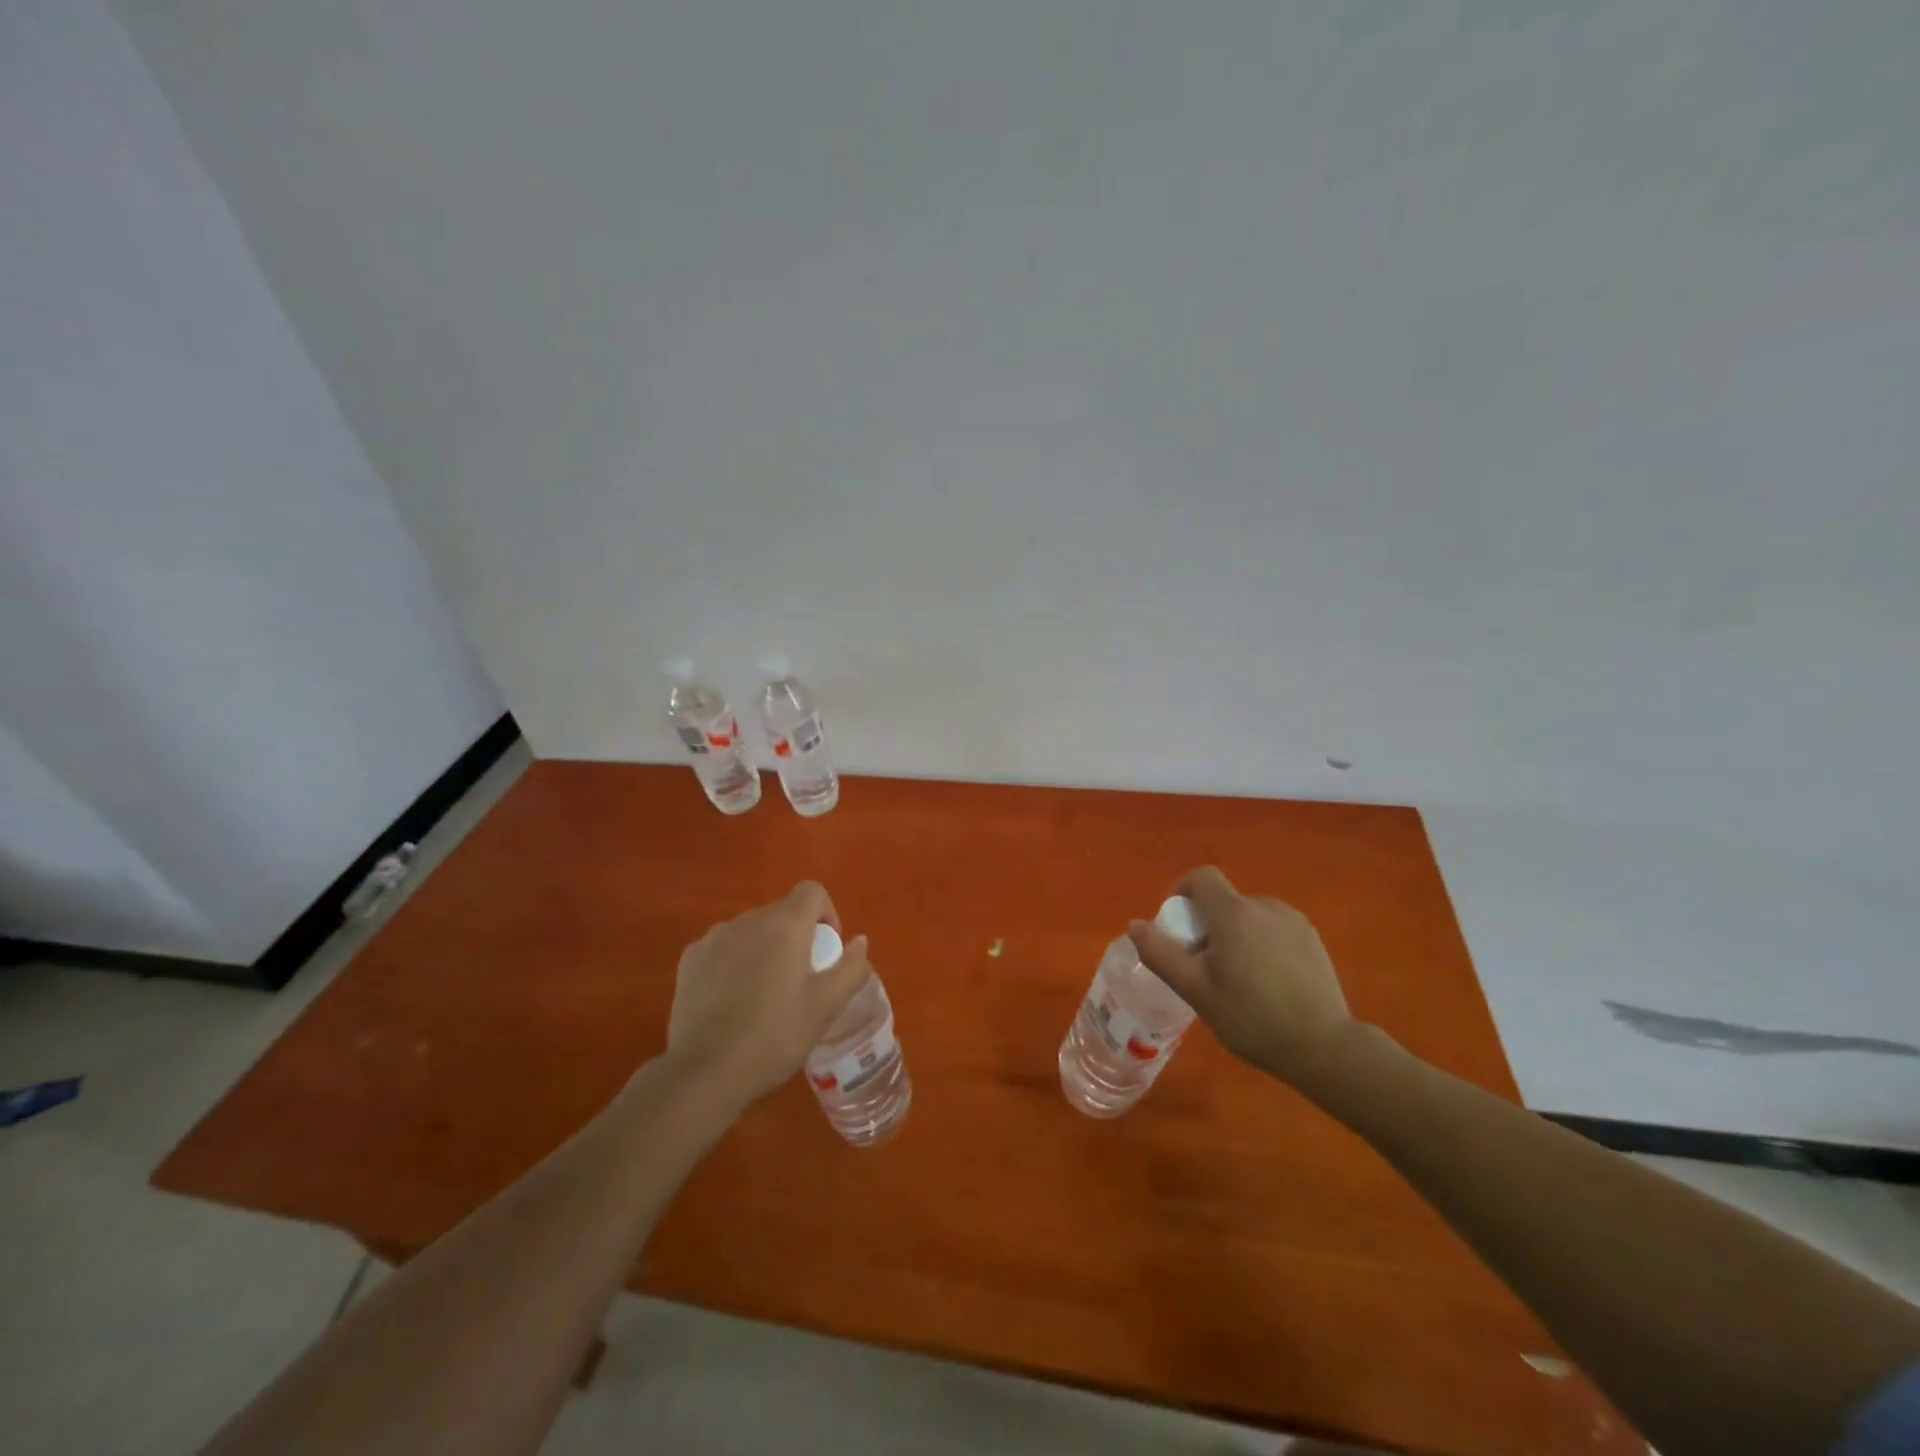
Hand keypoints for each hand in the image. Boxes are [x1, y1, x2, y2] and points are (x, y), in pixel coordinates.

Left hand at [666, 882, 871, 1104]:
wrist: (704, 1073)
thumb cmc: (775, 1035)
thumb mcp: (826, 1007)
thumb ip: (851, 968)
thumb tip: (859, 941)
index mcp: (786, 925)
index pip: (812, 892)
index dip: (826, 914)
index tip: (827, 951)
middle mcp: (749, 920)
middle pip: (781, 913)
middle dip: (796, 937)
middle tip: (799, 982)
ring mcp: (714, 938)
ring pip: (751, 931)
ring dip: (764, 949)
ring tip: (764, 994)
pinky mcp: (690, 960)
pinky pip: (723, 948)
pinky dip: (734, 963)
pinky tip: (732, 1002)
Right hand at [1129, 866, 1358, 1087]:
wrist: (1324, 1047)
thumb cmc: (1252, 1017)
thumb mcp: (1195, 990)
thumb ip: (1161, 954)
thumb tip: (1135, 925)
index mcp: (1233, 913)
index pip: (1201, 877)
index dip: (1182, 892)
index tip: (1178, 928)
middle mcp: (1265, 906)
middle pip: (1224, 901)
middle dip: (1208, 925)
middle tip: (1205, 968)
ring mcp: (1294, 922)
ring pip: (1250, 917)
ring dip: (1236, 936)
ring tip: (1239, 981)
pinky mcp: (1313, 940)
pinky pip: (1274, 930)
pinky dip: (1262, 945)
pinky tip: (1269, 985)